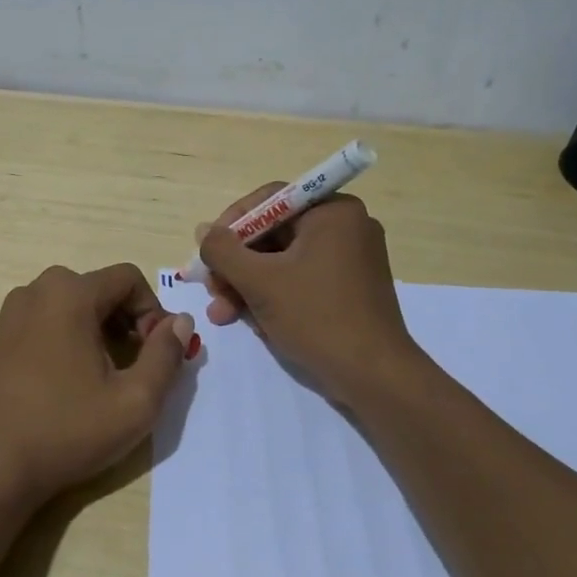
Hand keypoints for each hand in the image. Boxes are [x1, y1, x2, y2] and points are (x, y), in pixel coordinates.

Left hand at [0, 264, 196, 503]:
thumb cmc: (67, 431)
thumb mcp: (135, 402)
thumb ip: (166, 355)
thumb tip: (180, 322)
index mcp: (69, 294)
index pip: (128, 278)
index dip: (152, 310)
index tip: (154, 353)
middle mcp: (34, 292)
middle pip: (96, 288)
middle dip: (123, 319)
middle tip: (131, 365)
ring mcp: (7, 315)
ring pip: (66, 305)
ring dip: (92, 329)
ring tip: (98, 376)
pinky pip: (39, 323)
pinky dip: (61, 339)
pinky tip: (62, 384)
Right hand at [197, 187, 419, 403]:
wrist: (374, 375)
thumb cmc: (316, 316)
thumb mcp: (260, 281)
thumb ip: (223, 251)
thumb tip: (203, 231)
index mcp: (332, 212)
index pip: (269, 201)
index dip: (231, 224)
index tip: (208, 252)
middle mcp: (345, 227)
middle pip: (273, 233)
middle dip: (236, 264)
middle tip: (211, 289)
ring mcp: (350, 259)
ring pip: (283, 261)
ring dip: (248, 285)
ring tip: (222, 314)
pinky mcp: (349, 288)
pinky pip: (300, 279)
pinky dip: (273, 295)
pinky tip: (250, 320)